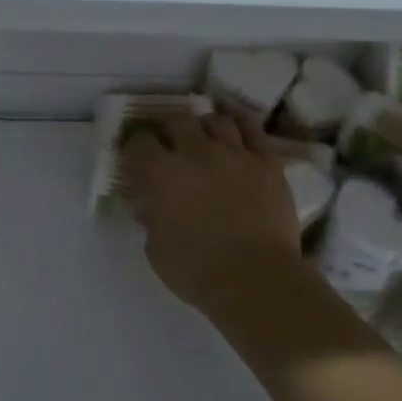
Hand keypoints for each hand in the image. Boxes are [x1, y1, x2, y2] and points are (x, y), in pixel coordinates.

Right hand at [119, 111, 302, 322]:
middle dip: (169, 130)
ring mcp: (234, 153)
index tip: (136, 159)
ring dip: (204, 126)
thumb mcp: (155, 248)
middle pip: (177, 121)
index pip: (139, 143)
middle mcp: (194, 153)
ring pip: (215, 120)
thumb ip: (149, 217)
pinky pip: (253, 128)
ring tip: (204, 137)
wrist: (256, 280)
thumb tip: (147, 204)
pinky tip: (233, 122)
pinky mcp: (266, 162)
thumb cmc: (196, 270)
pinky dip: (239, 121)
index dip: (135, 148)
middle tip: (170, 145)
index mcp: (160, 173)